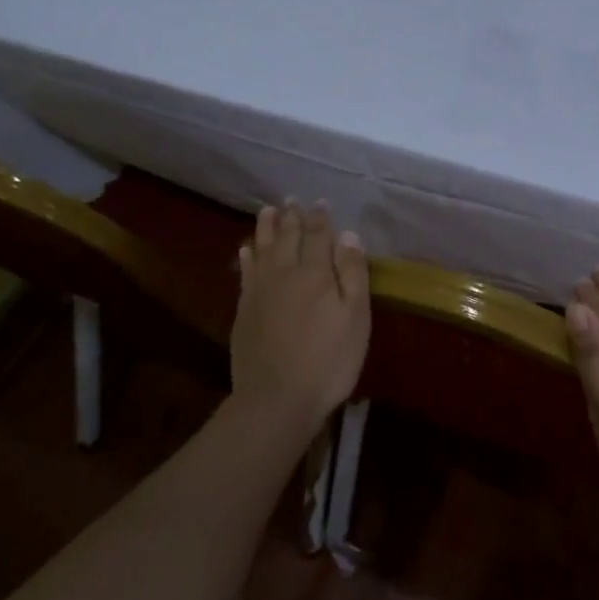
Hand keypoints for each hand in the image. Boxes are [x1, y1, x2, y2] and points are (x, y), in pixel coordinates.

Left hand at [231, 200, 370, 434]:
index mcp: (315, 273)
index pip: (318, 236)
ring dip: (266, 228)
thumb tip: (348, 235)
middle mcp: (284, 273)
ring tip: (268, 211)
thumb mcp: (355, 318)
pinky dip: (247, 256)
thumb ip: (352, 274)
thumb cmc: (328, 361)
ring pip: (262, 249)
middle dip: (292, 217)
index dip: (321, 218)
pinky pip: (245, 272)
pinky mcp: (243, 310)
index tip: (321, 203)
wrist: (276, 399)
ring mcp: (259, 291)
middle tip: (292, 200)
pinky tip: (246, 249)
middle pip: (288, 237)